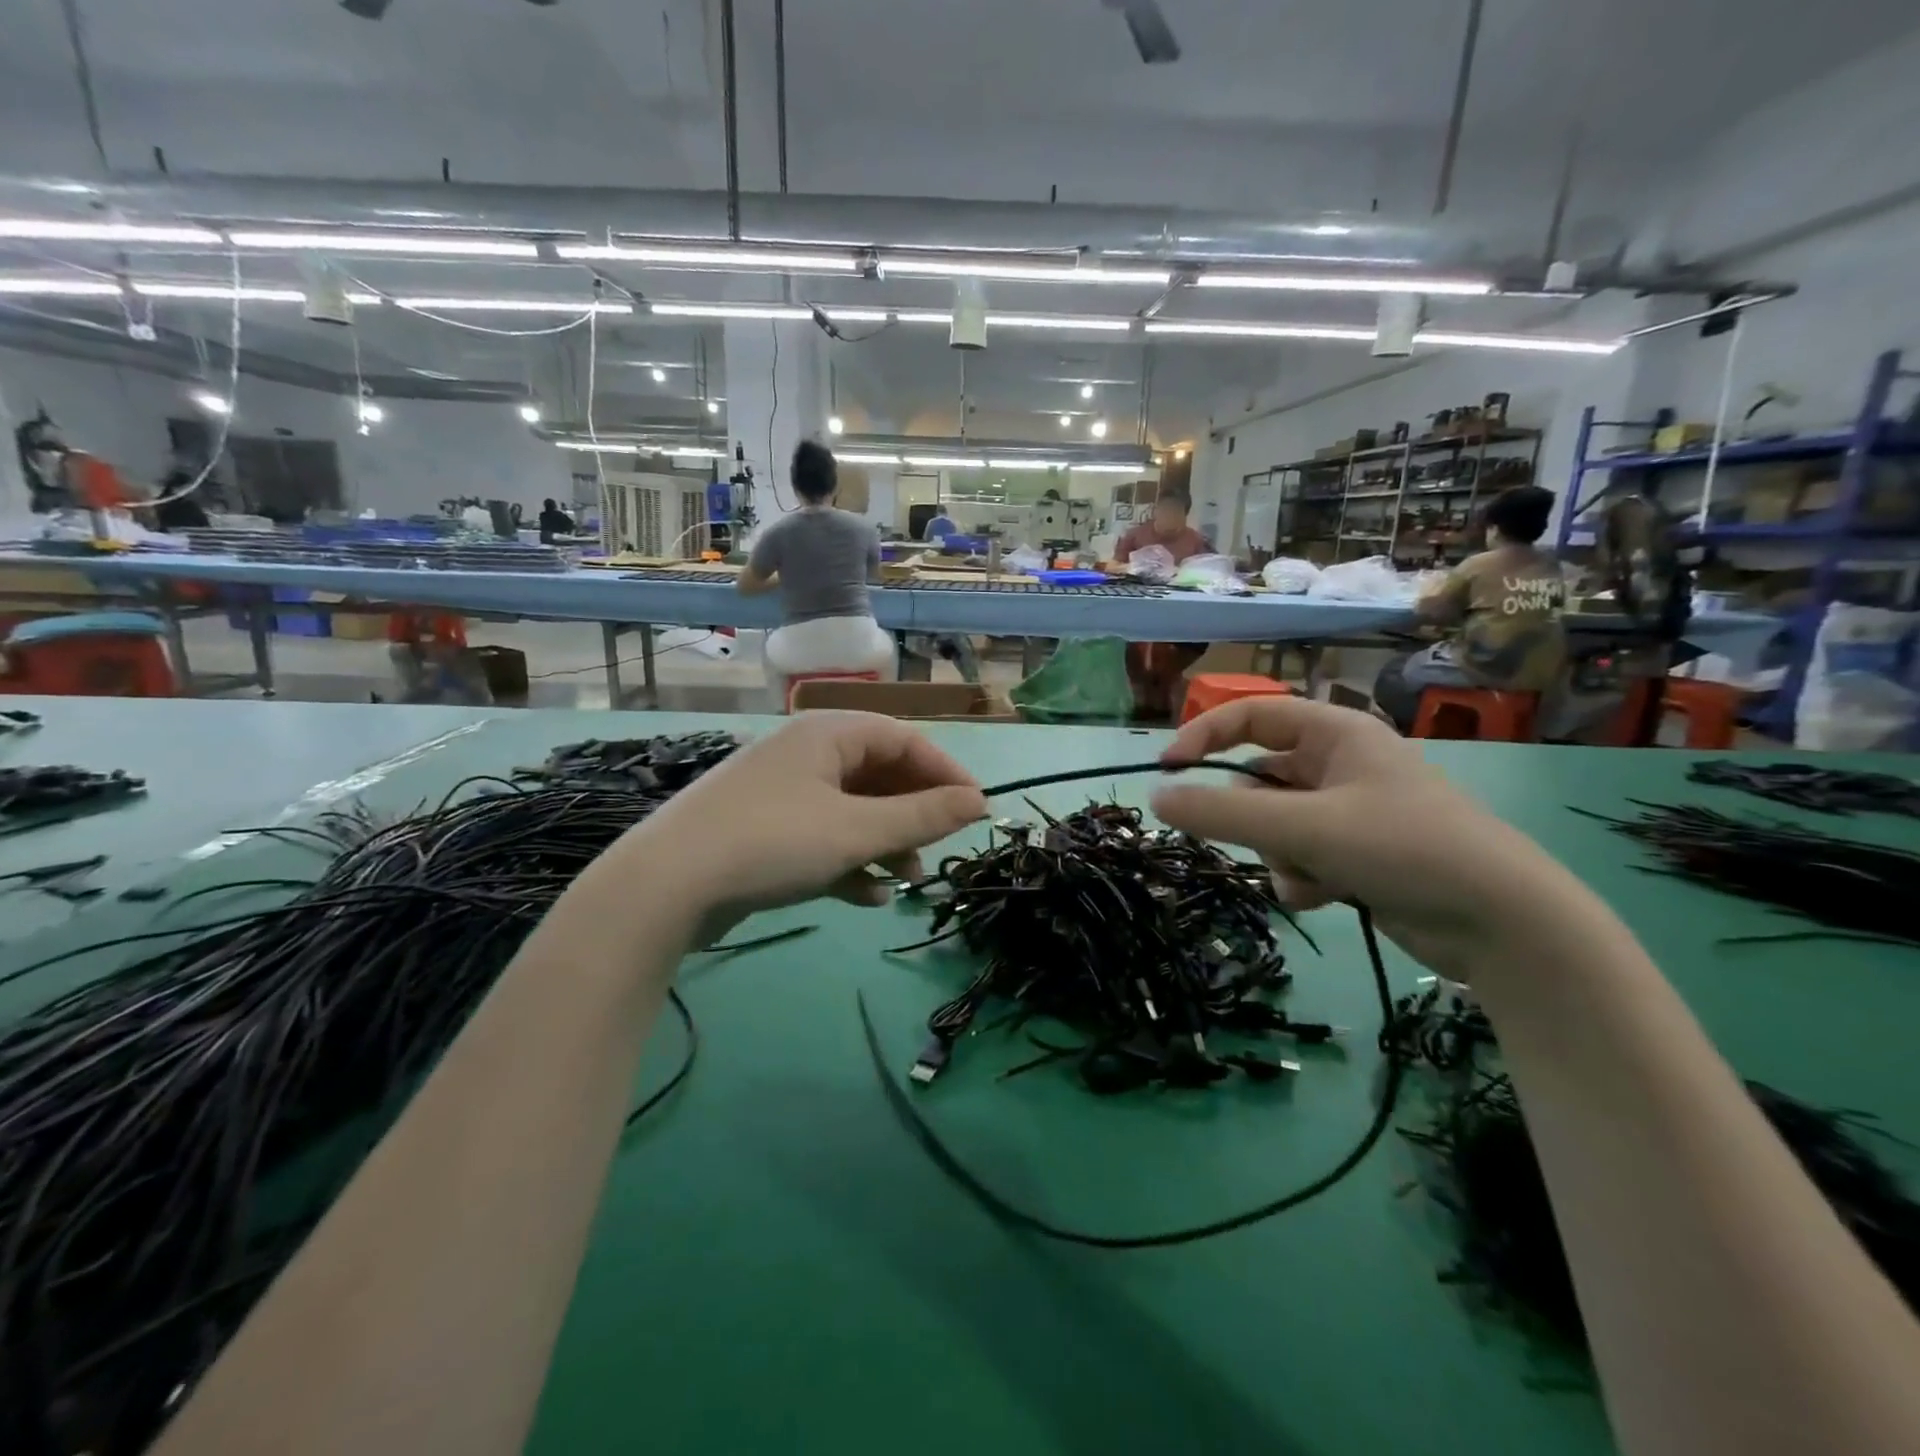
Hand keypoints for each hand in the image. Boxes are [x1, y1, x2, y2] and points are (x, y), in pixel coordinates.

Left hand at [614, 712, 987, 942]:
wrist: (665, 886)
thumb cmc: (773, 842)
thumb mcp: (856, 832)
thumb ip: (922, 817)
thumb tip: (979, 802)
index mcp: (828, 733)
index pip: (904, 739)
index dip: (945, 773)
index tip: (976, 811)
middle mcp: (805, 753)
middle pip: (879, 774)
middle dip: (913, 814)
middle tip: (939, 849)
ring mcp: (781, 792)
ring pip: (852, 809)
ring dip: (884, 842)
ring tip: (906, 880)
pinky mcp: (763, 829)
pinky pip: (822, 835)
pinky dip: (848, 859)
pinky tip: (865, 895)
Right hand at [1149, 697, 1578, 974]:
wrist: (1503, 923)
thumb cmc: (1403, 847)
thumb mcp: (1303, 828)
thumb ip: (1221, 814)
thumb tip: (1155, 798)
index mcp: (1335, 733)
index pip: (1250, 716)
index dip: (1203, 736)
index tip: (1167, 771)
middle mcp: (1340, 764)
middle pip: (1258, 779)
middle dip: (1252, 819)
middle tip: (1258, 842)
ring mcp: (1350, 810)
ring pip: (1274, 823)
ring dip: (1278, 854)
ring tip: (1310, 876)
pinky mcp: (1358, 852)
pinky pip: (1300, 853)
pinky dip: (1301, 875)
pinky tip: (1326, 896)